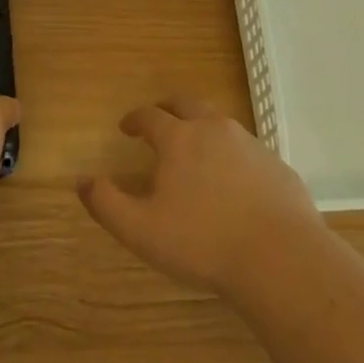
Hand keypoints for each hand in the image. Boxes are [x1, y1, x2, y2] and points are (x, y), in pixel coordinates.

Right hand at [78, 97, 322, 296]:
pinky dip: (231, 153)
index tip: (126, 127)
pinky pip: (246, 148)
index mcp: (179, 138)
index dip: (135, 119)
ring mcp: (250, 143)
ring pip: (219, 122)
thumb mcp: (142, 230)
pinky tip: (232, 181)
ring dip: (201, 128)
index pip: (150, 116)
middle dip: (167, 108)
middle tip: (158, 121)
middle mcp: (213, 129)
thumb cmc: (203, 243)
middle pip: (186, 104)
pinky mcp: (276, 164)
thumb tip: (82, 181)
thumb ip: (107, 203)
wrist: (281, 258)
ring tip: (194, 150)